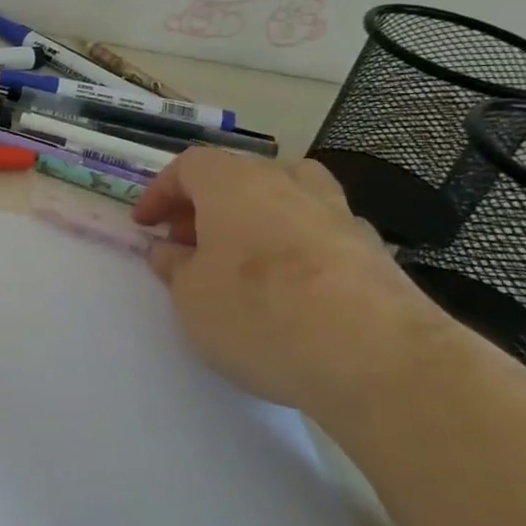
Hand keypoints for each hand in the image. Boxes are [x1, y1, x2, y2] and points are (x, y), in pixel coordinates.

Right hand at [133, 150, 453, 423]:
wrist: (379, 358)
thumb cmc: (261, 315)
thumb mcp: (191, 298)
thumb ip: (175, 268)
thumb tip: (171, 251)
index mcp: (234, 184)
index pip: (189, 166)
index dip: (161, 192)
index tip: (146, 225)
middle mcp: (287, 183)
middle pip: (238, 174)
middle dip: (205, 204)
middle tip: (187, 243)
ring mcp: (337, 213)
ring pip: (287, 194)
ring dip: (256, 215)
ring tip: (242, 255)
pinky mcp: (374, 250)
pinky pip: (320, 231)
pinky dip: (297, 244)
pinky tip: (293, 286)